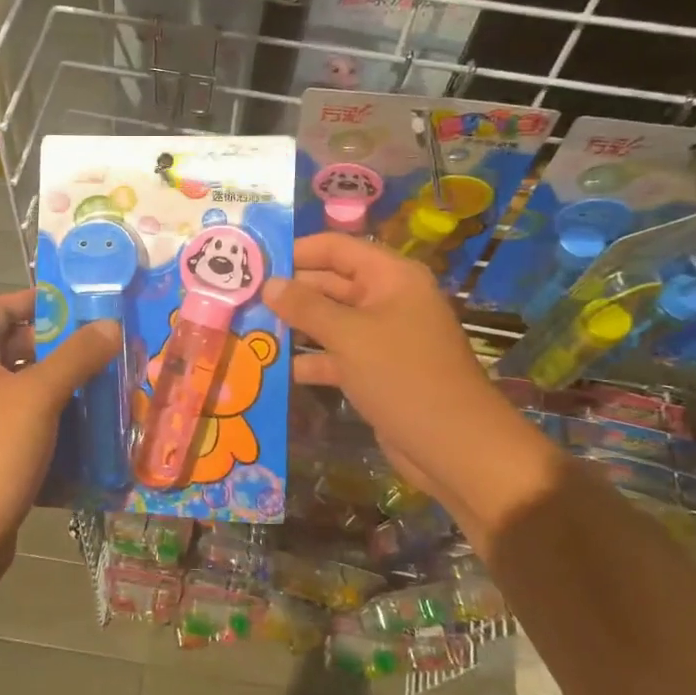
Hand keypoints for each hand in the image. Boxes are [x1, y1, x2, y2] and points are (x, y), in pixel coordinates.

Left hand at [0, 289, 119, 576]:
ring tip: (104, 387)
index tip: (77, 306)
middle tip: (102, 349)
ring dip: (60, 386)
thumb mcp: (39, 396)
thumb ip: (76, 356)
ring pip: (22, 389)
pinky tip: (86, 431)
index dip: (34, 300)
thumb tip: (109, 325)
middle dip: (58, 346)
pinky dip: (52, 420)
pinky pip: (23, 424)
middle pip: (13, 348)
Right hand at [265, 234, 497, 497]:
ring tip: (248, 329)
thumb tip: (269, 284)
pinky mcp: (374, 371)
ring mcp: (381, 337)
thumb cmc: (403, 377)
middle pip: (330, 283)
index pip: (336, 248)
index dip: (296, 251)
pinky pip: (335, 355)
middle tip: (240, 298)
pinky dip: (309, 360)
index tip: (253, 263)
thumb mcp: (350, 336)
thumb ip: (306, 307)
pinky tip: (273, 368)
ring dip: (294, 327)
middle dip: (289, 291)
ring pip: (329, 322)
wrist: (454, 446)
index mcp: (391, 277)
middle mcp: (386, 300)